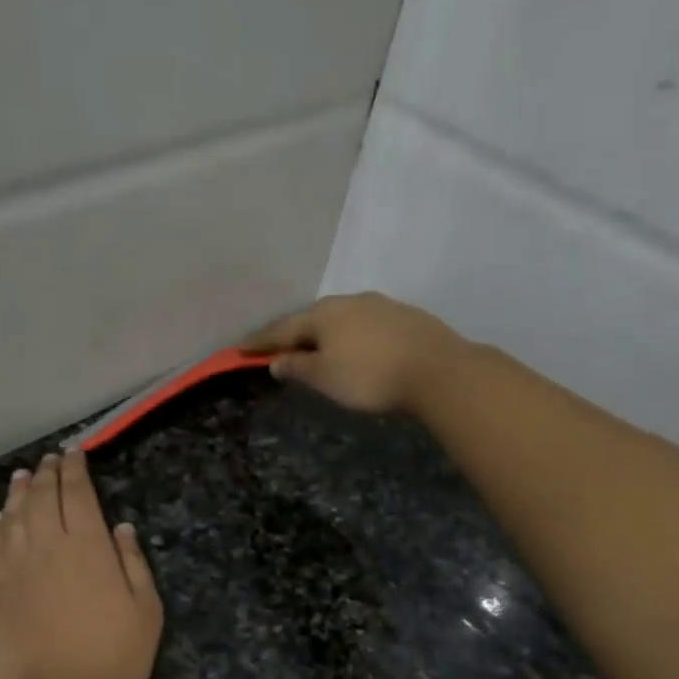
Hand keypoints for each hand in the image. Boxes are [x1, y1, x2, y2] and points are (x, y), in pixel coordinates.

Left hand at [0, 450, 162, 678]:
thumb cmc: (111, 660)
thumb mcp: (146, 612)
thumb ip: (134, 563)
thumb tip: (122, 528)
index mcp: (87, 546)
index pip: (77, 494)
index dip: (75, 469)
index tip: (74, 453)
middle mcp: (46, 546)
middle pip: (41, 498)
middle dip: (47, 474)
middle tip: (49, 460)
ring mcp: (14, 568)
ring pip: (13, 516)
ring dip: (18, 492)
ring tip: (22, 476)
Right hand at [244, 292, 466, 413]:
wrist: (437, 370)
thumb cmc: (370, 376)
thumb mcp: (325, 377)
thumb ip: (298, 367)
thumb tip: (277, 360)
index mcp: (323, 314)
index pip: (283, 328)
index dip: (262, 341)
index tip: (241, 348)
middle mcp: (349, 301)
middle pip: (313, 318)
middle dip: (295, 333)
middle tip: (281, 348)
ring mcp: (380, 305)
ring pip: (342, 318)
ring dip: (325, 334)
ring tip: (318, 349)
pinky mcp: (404, 316)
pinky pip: (365, 324)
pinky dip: (351, 336)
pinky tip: (356, 348)